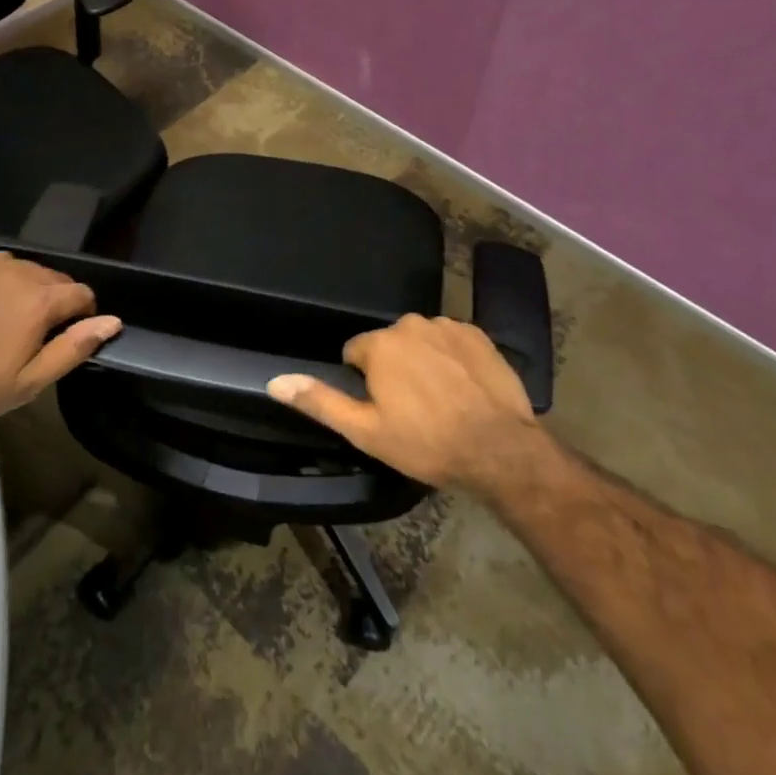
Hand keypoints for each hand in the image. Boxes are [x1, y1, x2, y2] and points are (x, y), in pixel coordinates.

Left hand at [0, 251, 120, 421]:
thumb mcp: (32, 381)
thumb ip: (75, 347)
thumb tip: (113, 321)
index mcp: (41, 300)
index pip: (83, 294)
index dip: (84, 316)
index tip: (66, 338)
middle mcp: (22, 272)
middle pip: (59, 279)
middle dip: (58, 302)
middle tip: (38, 335)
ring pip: (32, 270)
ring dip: (34, 290)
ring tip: (13, 321)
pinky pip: (3, 266)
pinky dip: (7, 281)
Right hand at [267, 314, 551, 496]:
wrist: (500, 450)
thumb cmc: (427, 443)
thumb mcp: (366, 431)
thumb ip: (320, 401)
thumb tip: (275, 381)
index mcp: (380, 344)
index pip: (355, 353)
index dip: (364, 383)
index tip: (382, 410)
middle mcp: (411, 324)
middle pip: (389, 344)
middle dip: (394, 370)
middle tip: (412, 410)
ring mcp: (448, 326)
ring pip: (421, 341)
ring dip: (423, 362)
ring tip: (441, 402)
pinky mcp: (479, 335)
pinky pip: (451, 341)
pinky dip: (452, 359)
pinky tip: (464, 389)